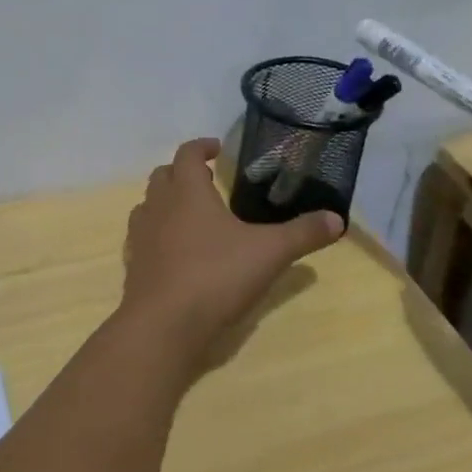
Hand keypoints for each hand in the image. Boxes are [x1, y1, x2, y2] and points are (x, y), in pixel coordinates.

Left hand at [120, 138, 343, 374]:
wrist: (163, 325)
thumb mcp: (269, 253)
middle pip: (163, 174)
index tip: (217, 148)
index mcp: (187, 191)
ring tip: (192, 214)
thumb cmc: (215, 276)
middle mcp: (159, 205)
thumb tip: (337, 219)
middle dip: (183, 172)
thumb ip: (302, 233)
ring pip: (149, 204)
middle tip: (208, 180)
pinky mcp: (134, 264)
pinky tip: (176, 251)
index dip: (202, 146)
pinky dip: (157, 233)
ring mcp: (141, 235)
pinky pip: (142, 237)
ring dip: (167, 201)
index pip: (187, 153)